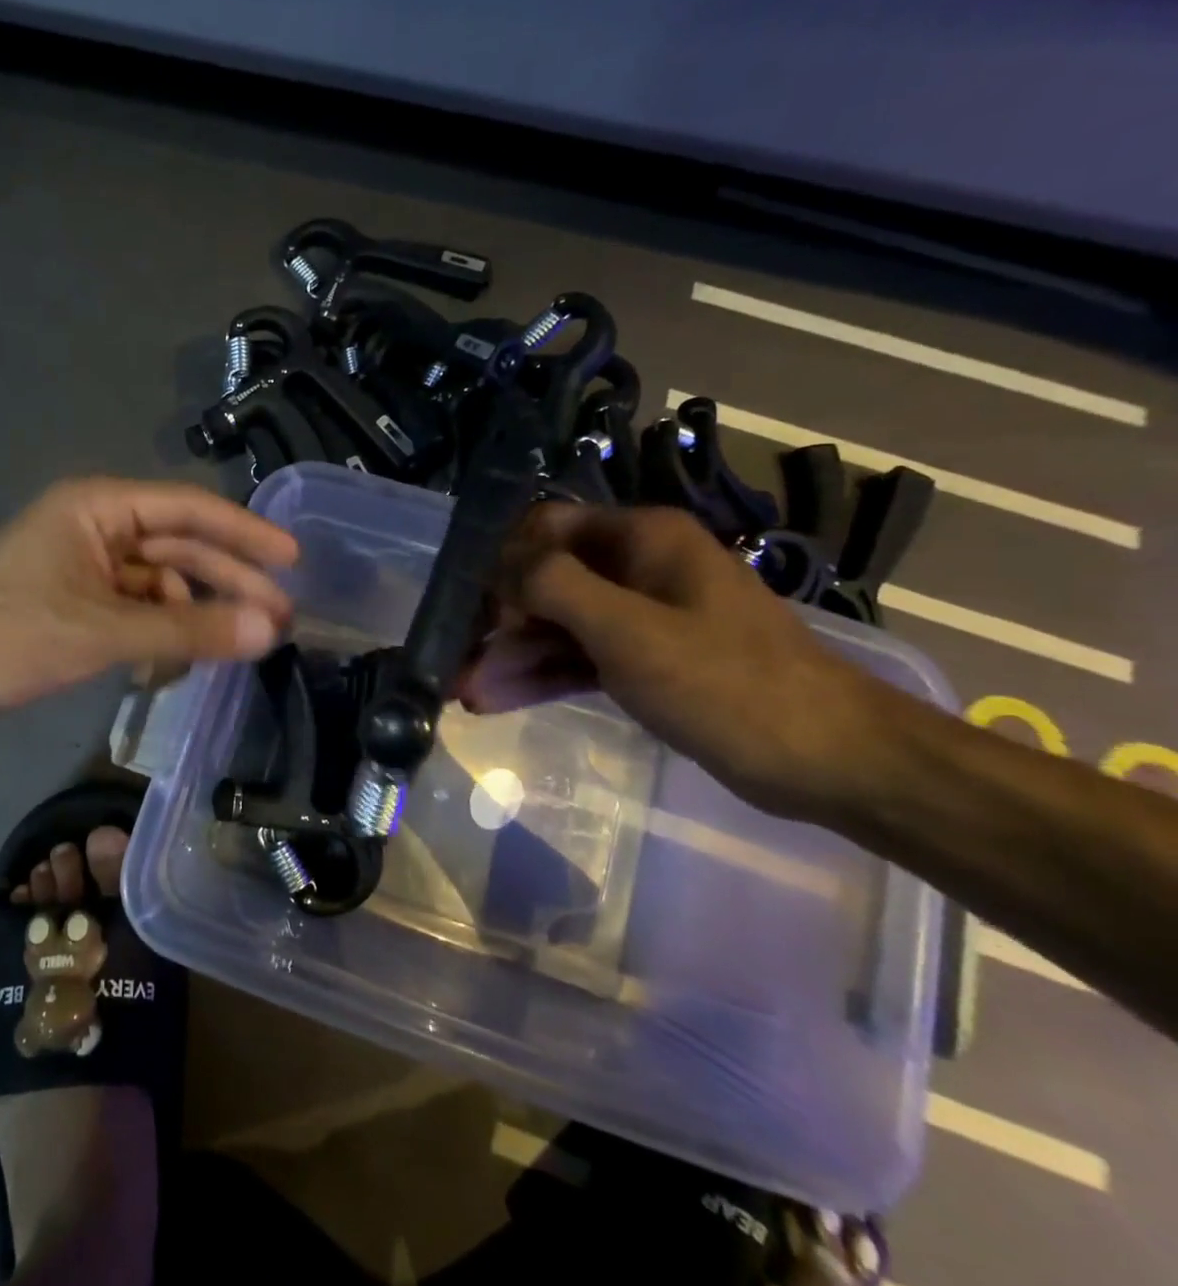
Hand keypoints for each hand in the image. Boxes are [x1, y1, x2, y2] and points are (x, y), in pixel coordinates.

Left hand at [0, 477, 298, 727]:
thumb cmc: (12, 637)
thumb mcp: (107, 633)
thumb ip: (191, 632)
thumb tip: (270, 631)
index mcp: (98, 507)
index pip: (188, 508)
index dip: (244, 533)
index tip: (291, 558)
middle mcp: (95, 525)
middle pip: (178, 547)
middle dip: (228, 581)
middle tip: (280, 615)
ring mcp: (84, 564)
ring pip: (159, 581)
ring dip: (196, 612)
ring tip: (241, 643)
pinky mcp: (76, 601)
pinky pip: (136, 607)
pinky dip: (162, 630)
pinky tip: (185, 657)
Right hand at [456, 502, 900, 822]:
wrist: (825, 759)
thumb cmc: (725, 684)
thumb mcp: (629, 630)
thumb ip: (554, 585)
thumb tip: (499, 565)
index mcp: (640, 538)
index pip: (545, 527)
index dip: (503, 562)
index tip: (477, 610)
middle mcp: (636, 566)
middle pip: (544, 580)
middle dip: (499, 621)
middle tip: (460, 664)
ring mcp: (640, 615)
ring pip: (557, 625)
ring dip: (513, 655)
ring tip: (468, 693)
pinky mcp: (644, 659)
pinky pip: (579, 657)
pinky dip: (541, 675)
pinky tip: (498, 699)